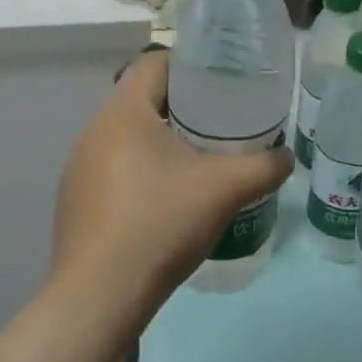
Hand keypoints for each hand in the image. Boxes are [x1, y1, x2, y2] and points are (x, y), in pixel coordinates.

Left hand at [49, 51, 292, 336]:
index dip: (189, 65)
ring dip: (159, 140)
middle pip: (141, 99)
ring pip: (126, 136)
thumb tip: (286, 156)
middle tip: (219, 122)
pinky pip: (113, 167)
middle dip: (181, 106)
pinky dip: (140, 171)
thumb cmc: (160, 224)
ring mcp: (79, 167)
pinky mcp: (75, 200)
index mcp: (123, 112)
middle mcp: (93, 130)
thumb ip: (263, 166)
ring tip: (196, 160)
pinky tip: (164, 200)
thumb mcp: (224, 190)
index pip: (154, 63)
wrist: (99, 298)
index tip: (220, 82)